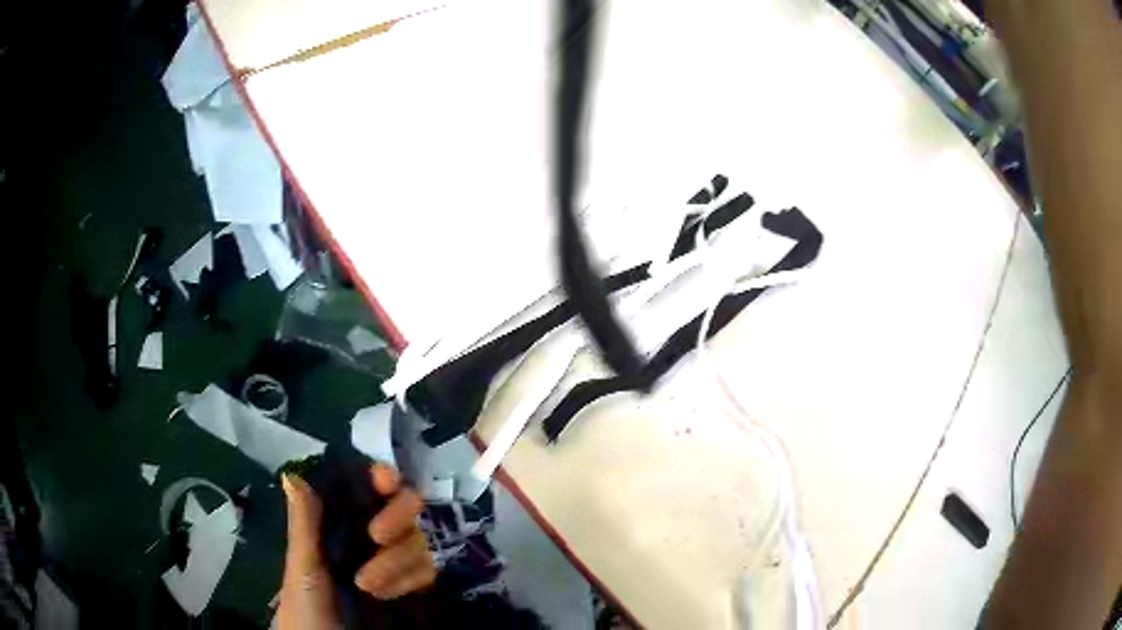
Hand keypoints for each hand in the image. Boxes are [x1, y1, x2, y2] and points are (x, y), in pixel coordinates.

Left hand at [276, 464, 436, 629]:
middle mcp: (370, 534)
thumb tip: (292, 475)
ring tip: (367, 586)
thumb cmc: (305, 604)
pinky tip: (386, 595)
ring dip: (396, 561)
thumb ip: (303, 524)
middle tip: (377, 535)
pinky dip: (408, 581)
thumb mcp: (302, 566)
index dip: (380, 477)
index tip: (384, 481)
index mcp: (340, 522)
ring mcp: (393, 559)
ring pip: (417, 540)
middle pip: (404, 506)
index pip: (367, 486)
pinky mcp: (411, 584)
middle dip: (396, 517)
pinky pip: (427, 571)